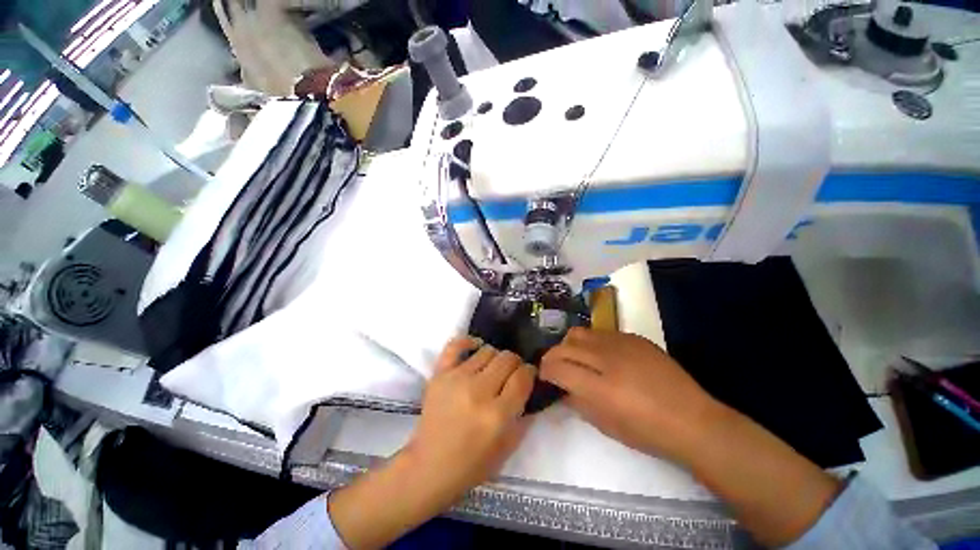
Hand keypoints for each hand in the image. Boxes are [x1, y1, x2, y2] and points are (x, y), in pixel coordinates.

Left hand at [404, 337, 535, 498]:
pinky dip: (468, 342)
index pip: (522, 377)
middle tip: (511, 374)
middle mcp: (478, 391)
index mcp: (497, 414)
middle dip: (515, 363)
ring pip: (487, 350)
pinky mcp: (439, 374)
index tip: (528, 375)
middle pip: (507, 359)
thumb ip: (524, 416)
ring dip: (495, 357)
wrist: (429, 466)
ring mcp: (456, 379)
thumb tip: (530, 386)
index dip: (530, 372)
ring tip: (492, 369)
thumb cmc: (472, 464)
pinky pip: (456, 345)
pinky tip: (475, 348)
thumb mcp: (508, 448)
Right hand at [540, 328, 718, 461]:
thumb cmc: (647, 432)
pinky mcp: (633, 337)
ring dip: (569, 345)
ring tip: (576, 358)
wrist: (692, 420)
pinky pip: (601, 333)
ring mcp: (621, 343)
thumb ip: (577, 402)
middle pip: (564, 346)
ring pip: (579, 333)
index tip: (545, 377)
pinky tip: (601, 356)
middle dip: (552, 357)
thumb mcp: (605, 425)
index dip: (545, 372)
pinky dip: (591, 343)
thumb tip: (561, 387)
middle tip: (555, 368)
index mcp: (599, 387)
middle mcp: (606, 359)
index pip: (557, 368)